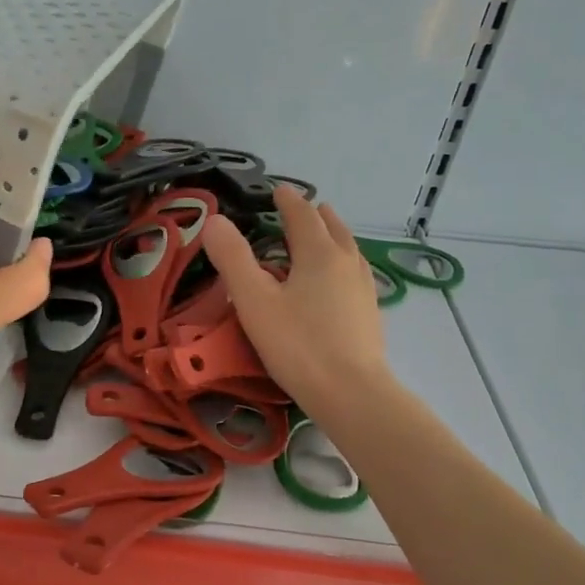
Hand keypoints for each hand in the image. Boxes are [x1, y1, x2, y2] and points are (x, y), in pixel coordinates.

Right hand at [203, 186, 392, 420]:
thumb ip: (233, 258)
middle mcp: (346, 263)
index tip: (278, 190)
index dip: (288, 201)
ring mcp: (363, 290)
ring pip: (349, 251)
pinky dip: (343, 264)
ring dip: (335, 237)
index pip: (303, 216)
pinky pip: (355, 275)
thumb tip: (214, 220)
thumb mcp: (254, 300)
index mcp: (319, 254)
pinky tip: (339, 283)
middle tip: (306, 208)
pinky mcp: (370, 316)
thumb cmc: (298, 344)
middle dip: (317, 216)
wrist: (351, 394)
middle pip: (333, 229)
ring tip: (326, 236)